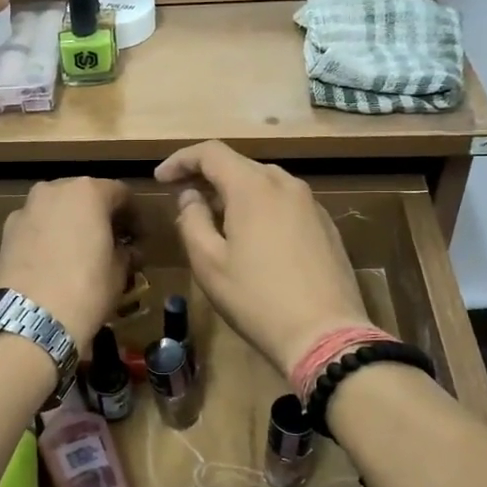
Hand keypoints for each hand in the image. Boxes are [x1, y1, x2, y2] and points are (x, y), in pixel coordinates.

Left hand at [0, 178, 130, 352]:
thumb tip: (123, 251)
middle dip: (98, 217)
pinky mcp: (5, 232)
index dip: (133, 216)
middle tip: (110, 244)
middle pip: (83, 196)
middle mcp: (53, 190)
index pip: (120, 193)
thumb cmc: (85, 290)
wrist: (28, 320)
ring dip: (70, 226)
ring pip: (56, 210)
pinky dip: (47, 238)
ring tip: (79, 255)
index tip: (138, 239)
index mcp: (87, 192)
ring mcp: (25, 209)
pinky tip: (53, 264)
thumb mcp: (119, 272)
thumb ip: (124, 252)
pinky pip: (36, 228)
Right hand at [155, 142, 370, 377]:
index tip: (161, 179)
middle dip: (207, 176)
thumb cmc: (256, 298)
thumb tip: (191, 197)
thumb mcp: (209, 263)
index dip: (181, 160)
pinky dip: (261, 207)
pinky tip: (253, 237)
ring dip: (235, 193)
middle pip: (239, 165)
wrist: (325, 334)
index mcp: (253, 187)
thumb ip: (192, 220)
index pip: (211, 152)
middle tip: (184, 198)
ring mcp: (311, 204)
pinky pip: (285, 203)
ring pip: (265, 183)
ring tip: (216, 219)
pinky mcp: (326, 226)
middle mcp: (285, 184)